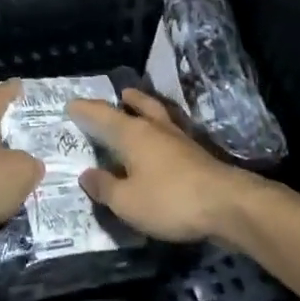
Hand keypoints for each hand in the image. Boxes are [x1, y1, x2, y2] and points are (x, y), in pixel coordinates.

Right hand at [66, 89, 254, 243]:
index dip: (86, 110)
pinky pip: (172, 135)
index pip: (103, 116)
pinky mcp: (199, 156)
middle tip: (120, 94)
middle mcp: (156, 129)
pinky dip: (162, 134)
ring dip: (148, 111)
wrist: (228, 205)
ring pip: (160, 117)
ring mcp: (181, 141)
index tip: (71, 104)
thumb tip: (86, 174)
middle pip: (140, 106)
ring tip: (140, 111)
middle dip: (127, 100)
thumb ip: (105, 187)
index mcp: (133, 134)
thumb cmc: (170, 200)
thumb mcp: (127, 202)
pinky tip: (162, 146)